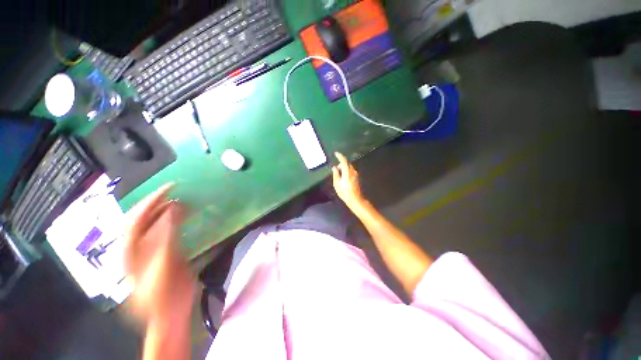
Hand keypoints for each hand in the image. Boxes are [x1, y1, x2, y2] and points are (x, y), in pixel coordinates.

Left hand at [124, 184, 194, 323]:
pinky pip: (167, 231)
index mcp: (131, 250)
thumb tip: (174, 209)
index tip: (171, 187)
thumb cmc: (164, 293)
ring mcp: (150, 249)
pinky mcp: (164, 252)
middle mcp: (137, 246)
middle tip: (176, 191)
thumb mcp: (164, 264)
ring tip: (181, 200)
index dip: (152, 201)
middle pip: (142, 218)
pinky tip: (183, 215)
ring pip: (154, 224)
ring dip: (166, 210)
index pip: (136, 218)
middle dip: (158, 202)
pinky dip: (175, 220)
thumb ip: (167, 236)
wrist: (170, 312)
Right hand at [332, 152, 365, 208]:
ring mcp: (356, 174)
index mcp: (347, 172)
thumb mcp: (337, 183)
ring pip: (349, 167)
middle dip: (341, 163)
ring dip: (344, 167)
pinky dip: (346, 171)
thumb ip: (335, 174)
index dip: (340, 156)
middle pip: (347, 163)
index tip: (336, 153)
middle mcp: (353, 171)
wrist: (355, 199)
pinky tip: (343, 177)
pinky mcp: (357, 177)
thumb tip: (334, 167)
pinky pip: (351, 171)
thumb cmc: (344, 192)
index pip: (344, 160)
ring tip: (339, 174)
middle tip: (336, 169)